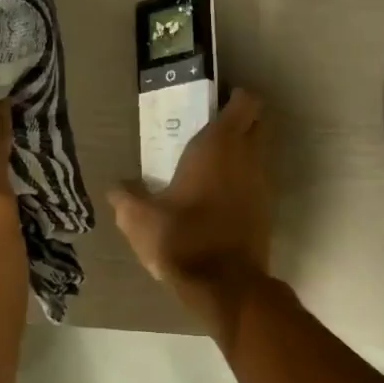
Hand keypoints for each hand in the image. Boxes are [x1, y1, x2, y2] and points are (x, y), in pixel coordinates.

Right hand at [109, 89, 272, 336]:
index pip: (246, 101)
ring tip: (208, 165)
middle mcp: (248, 157)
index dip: (234, 96)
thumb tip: (116, 187)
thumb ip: (126, 198)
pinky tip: (217, 197)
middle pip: (258, 122)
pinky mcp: (267, 210)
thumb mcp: (139, 219)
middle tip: (208, 129)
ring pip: (259, 153)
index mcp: (219, 145)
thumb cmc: (182, 239)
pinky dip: (243, 180)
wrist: (225, 286)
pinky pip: (257, 181)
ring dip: (242, 152)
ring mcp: (263, 184)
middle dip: (240, 120)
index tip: (214, 102)